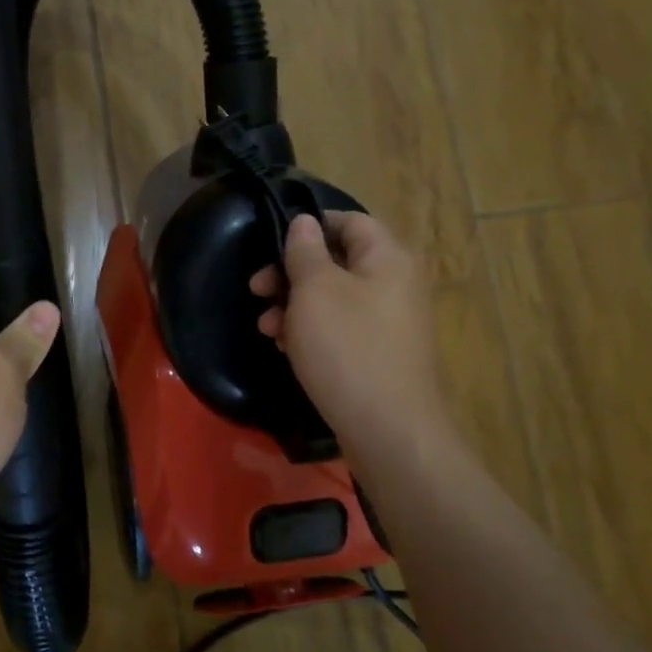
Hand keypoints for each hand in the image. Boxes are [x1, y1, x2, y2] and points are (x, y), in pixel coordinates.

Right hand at [251, 211, 448, 467]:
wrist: (388, 431)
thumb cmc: (347, 349)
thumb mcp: (315, 291)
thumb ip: (305, 251)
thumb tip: (305, 222)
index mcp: (387, 258)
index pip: (349, 221)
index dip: (310, 225)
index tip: (272, 243)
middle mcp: (395, 284)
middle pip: (338, 261)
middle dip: (292, 273)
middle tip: (256, 289)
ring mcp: (390, 322)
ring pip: (334, 298)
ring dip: (295, 305)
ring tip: (266, 327)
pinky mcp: (380, 354)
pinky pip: (342, 329)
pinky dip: (312, 331)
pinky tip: (286, 348)